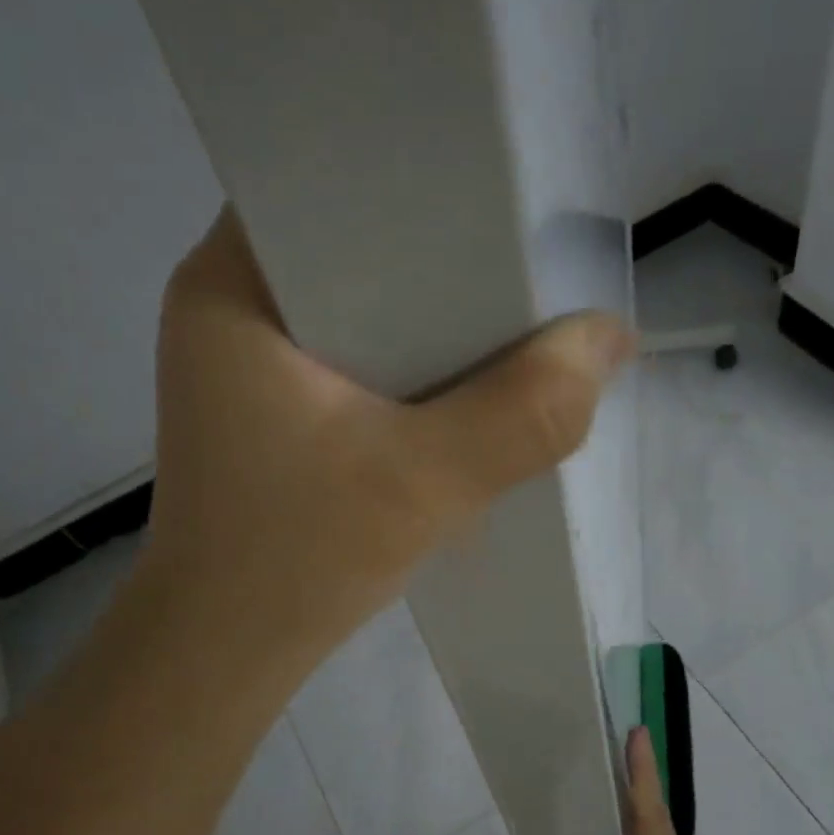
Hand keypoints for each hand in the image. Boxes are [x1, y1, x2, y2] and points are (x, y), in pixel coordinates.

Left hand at [135, 206, 635, 674]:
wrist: (223, 654)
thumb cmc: (293, 561)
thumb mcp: (422, 483)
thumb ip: (526, 411)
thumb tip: (610, 337)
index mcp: (230, 285)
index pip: (329, 182)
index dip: (418, 181)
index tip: (500, 196)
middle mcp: (229, 305)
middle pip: (354, 246)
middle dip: (441, 259)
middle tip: (525, 260)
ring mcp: (246, 362)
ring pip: (360, 307)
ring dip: (431, 320)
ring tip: (511, 315)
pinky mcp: (270, 409)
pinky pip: (354, 357)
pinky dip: (408, 367)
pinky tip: (463, 383)